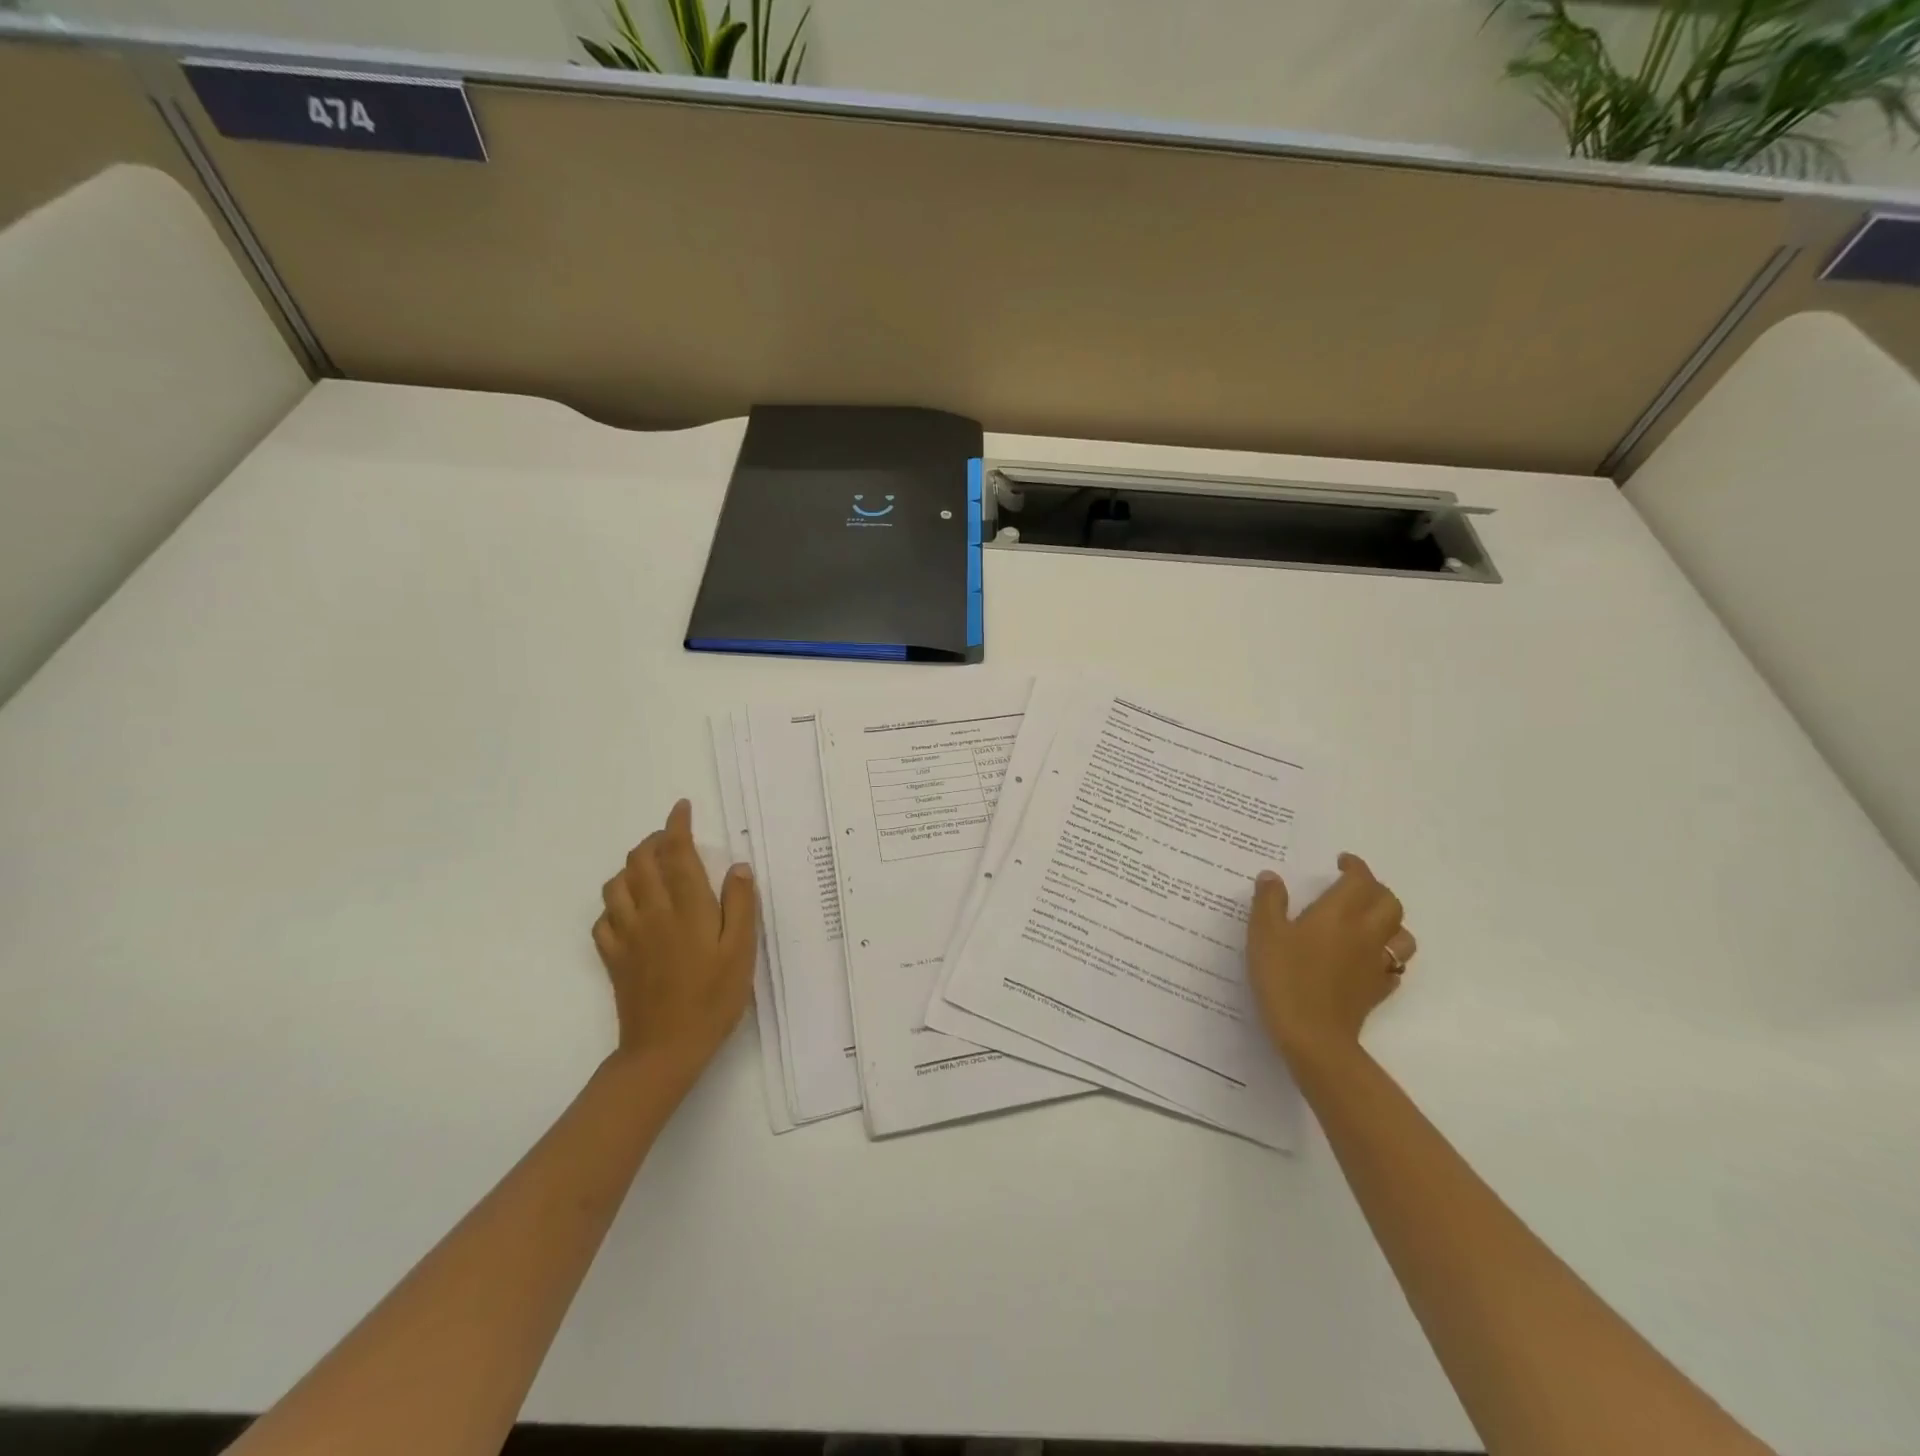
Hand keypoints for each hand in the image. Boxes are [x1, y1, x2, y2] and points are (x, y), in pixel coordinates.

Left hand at [592, 800, 755, 1097]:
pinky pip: (603, 919)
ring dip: (631, 867)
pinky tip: (629, 911)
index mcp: (687, 907)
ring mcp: (627, 935)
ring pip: (616, 884)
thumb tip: (737, 867)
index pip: (676, 852)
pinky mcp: (613, 957)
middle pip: (639, 861)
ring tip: (650, 870)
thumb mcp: (742, 951)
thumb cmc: (713, 998)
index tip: (682, 808)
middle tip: (671, 839)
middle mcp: (651, 912)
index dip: (677, 825)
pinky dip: (614, 904)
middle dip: (653, 841)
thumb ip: (740, 905)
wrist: (665, 1048)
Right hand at [1247, 852, 1415, 1066]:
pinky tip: (1367, 959)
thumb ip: (1269, 901)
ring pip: (1401, 934)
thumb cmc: (1285, 977)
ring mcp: (1376, 964)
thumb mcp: (1264, 933)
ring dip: (1389, 922)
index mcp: (1338, 913)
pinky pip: (1394, 965)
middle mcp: (1365, 933)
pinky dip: (1386, 955)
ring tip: (1368, 921)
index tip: (1342, 862)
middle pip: (1389, 903)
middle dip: (1375, 889)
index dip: (1355, 867)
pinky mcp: (1378, 990)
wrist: (1313, 1035)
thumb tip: (1271, 877)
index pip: (1360, 880)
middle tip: (1354, 887)